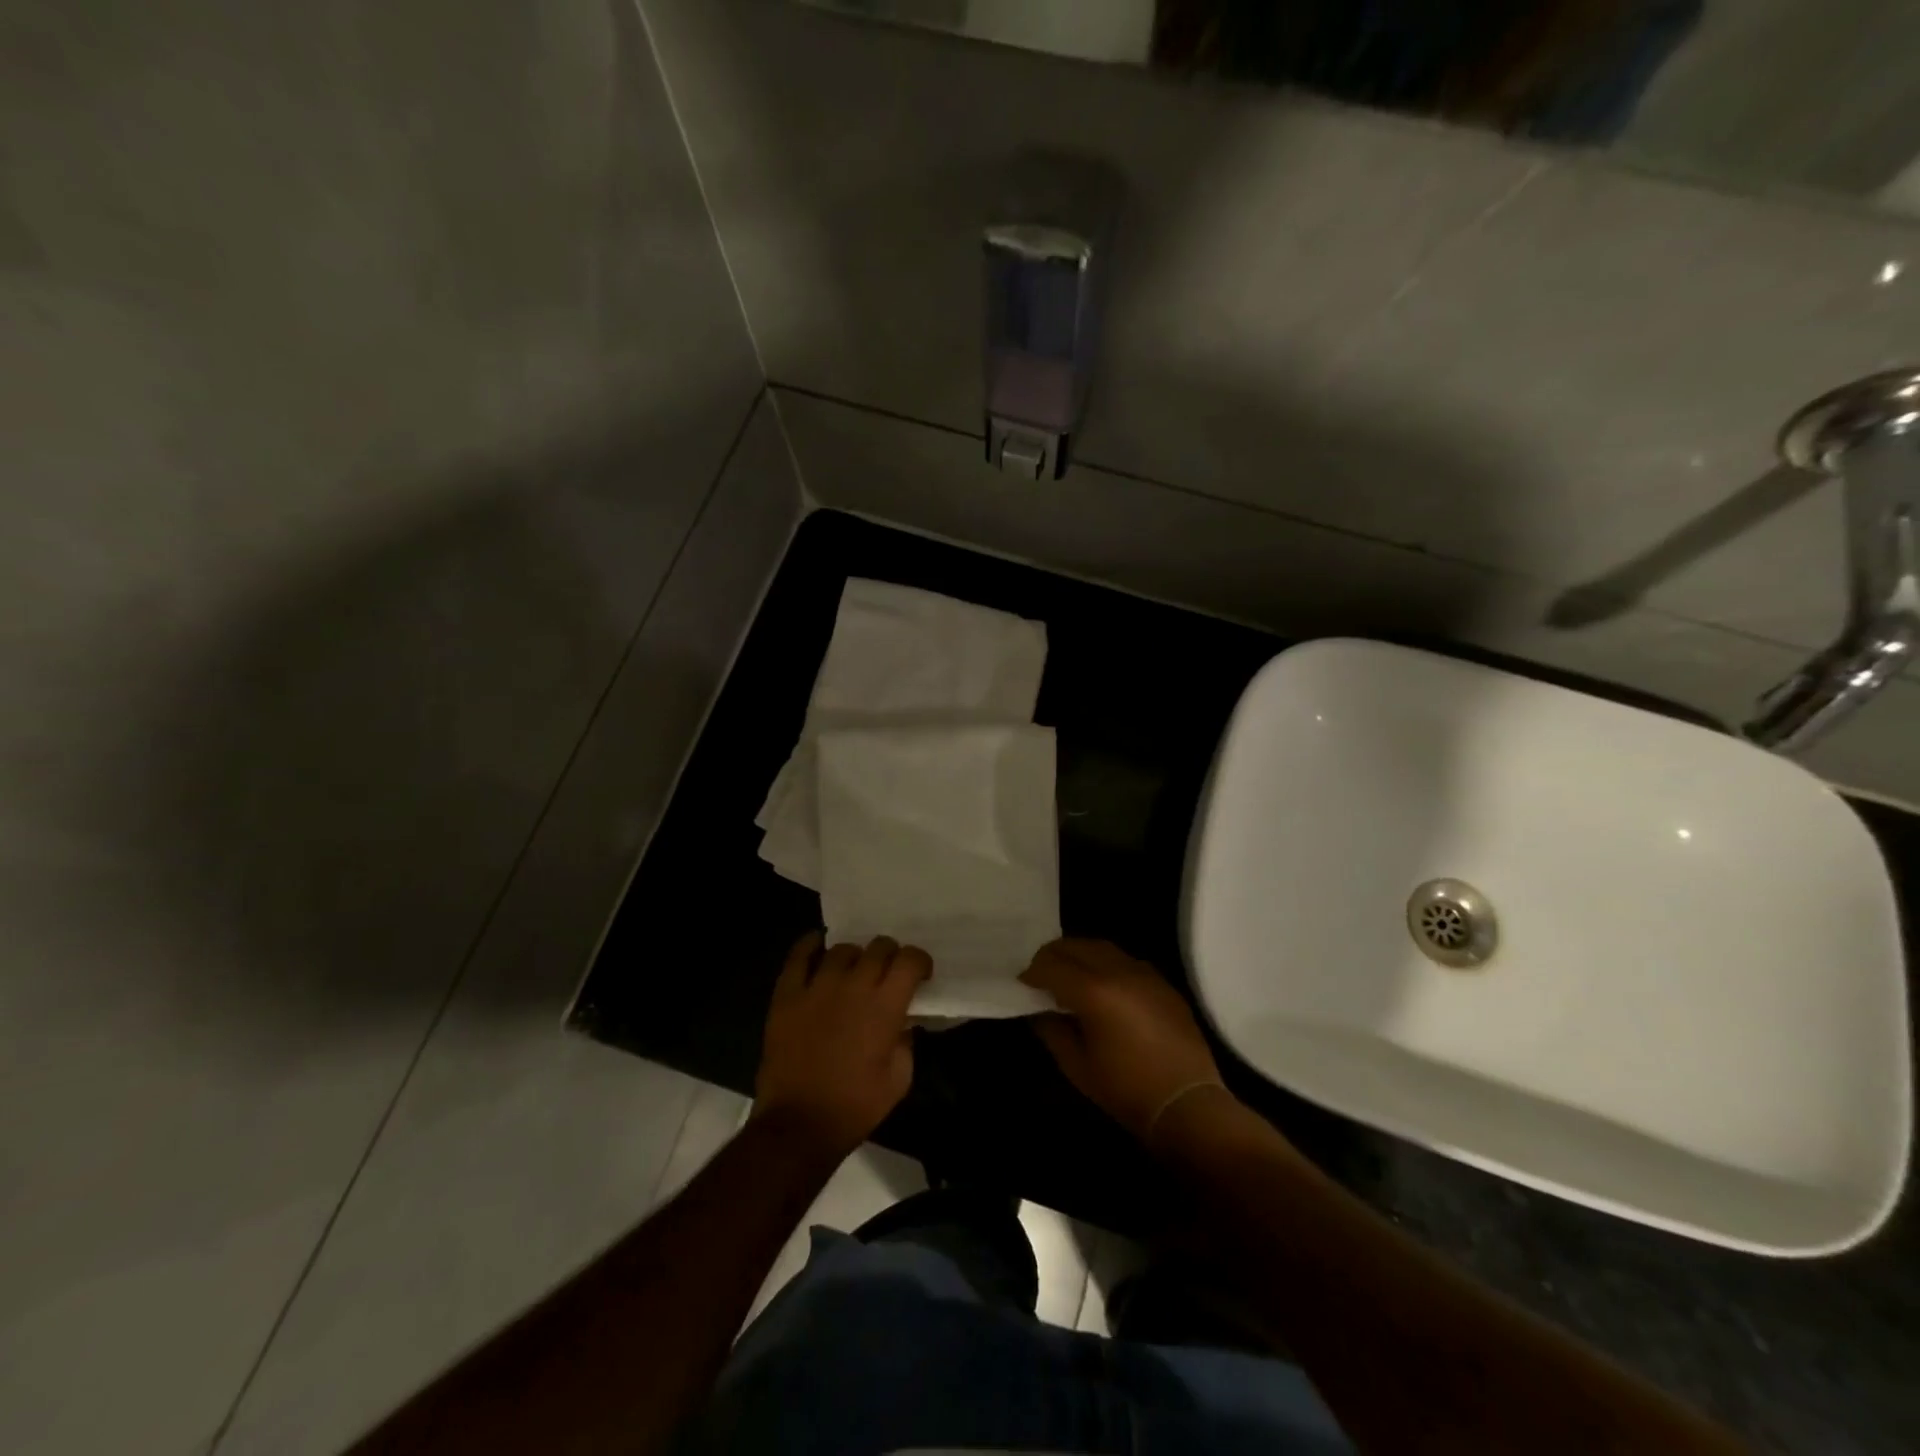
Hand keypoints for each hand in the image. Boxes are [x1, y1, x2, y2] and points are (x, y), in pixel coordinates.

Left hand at [753, 933, 931, 1158]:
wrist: (799, 1124)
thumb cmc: (855, 1106)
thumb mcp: (899, 1079)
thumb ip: (906, 1041)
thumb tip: (903, 1021)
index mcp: (885, 1005)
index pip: (909, 959)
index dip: (919, 962)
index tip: (919, 974)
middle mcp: (854, 986)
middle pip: (878, 947)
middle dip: (890, 956)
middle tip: (887, 974)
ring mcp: (817, 986)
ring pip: (842, 949)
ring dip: (854, 957)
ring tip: (852, 972)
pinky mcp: (787, 994)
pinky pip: (799, 956)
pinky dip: (810, 945)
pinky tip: (817, 945)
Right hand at [1021, 939, 1229, 1143]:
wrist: (1187, 1103)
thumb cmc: (1126, 1090)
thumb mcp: (1077, 1066)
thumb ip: (1052, 1030)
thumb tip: (1039, 1010)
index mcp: (1094, 991)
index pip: (1051, 965)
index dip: (1032, 972)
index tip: (1023, 984)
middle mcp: (1119, 971)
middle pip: (1076, 945)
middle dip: (1053, 955)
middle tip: (1041, 974)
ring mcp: (1145, 973)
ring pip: (1102, 947)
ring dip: (1080, 954)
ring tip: (1069, 974)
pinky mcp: (1163, 982)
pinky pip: (1126, 960)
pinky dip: (1106, 963)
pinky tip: (1103, 985)